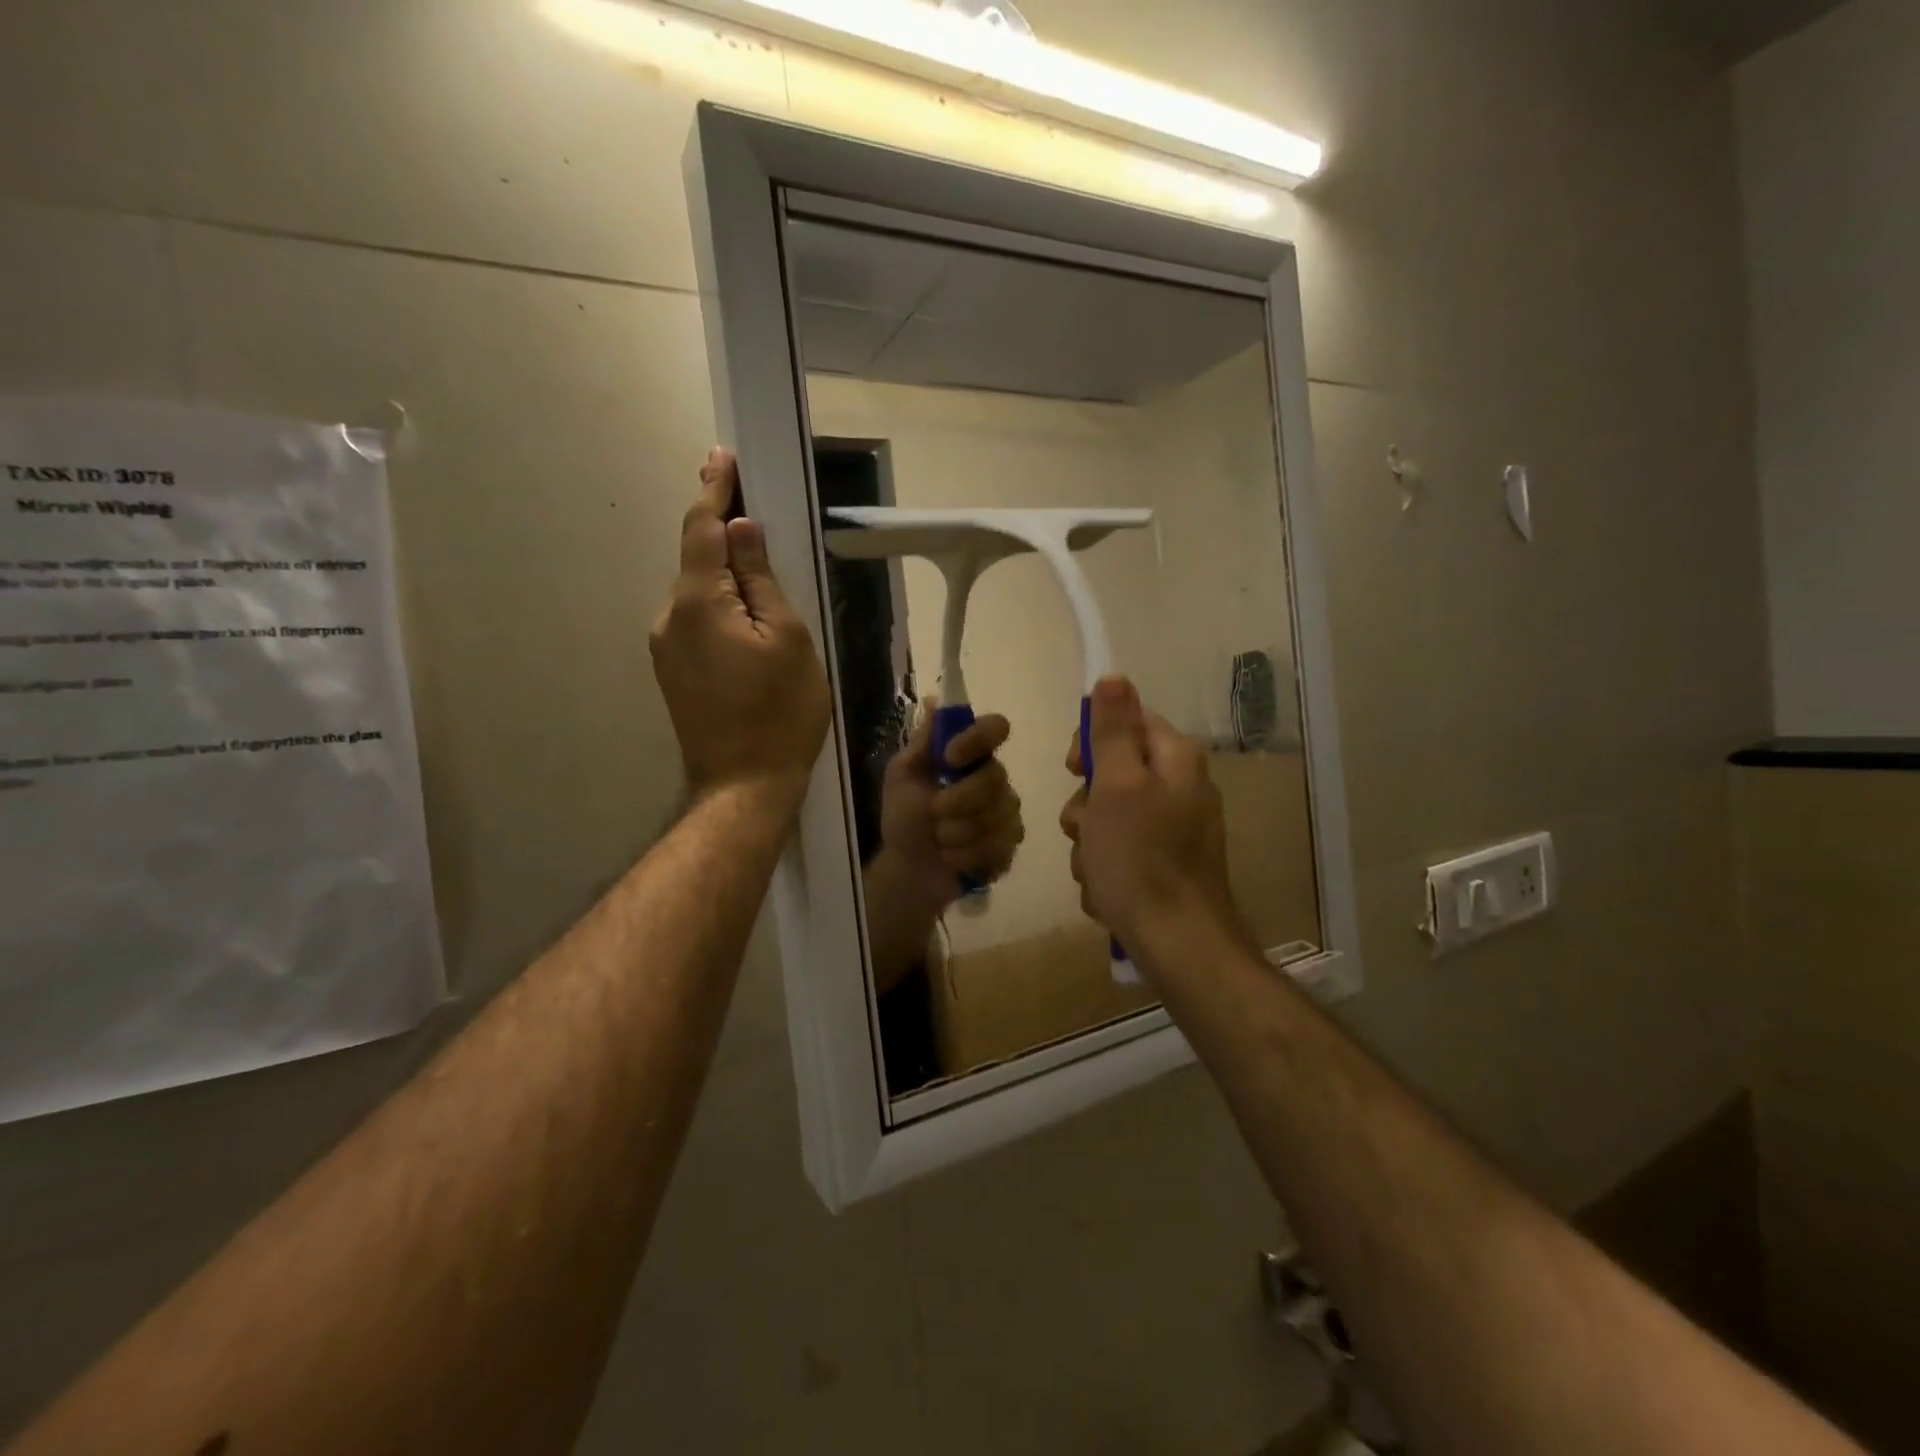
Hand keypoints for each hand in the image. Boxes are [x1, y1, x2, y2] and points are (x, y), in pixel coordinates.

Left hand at [650, 449, 830, 806]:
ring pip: (697, 594)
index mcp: (698, 602)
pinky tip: (747, 624)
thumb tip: (741, 528)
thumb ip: (760, 579)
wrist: (743, 785)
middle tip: (757, 516)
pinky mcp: (671, 671)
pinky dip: (718, 607)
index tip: (721, 457)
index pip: (703, 528)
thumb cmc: (781, 712)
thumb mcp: (788, 639)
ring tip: (764, 587)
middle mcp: (669, 617)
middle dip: (723, 534)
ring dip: (724, 577)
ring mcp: (665, 647)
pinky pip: (695, 621)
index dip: (714, 490)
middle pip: (697, 560)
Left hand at [875, 701, 1023, 904]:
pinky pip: (1000, 846)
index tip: (950, 757)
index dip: (977, 739)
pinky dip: (967, 856)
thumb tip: (933, 700)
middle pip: (995, 777)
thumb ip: (922, 744)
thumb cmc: (904, 819)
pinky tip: (952, 859)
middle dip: (958, 799)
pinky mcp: (1009, 846)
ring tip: (939, 841)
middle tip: (933, 812)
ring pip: (997, 815)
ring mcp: (1006, 814)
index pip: (995, 728)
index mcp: (971, 757)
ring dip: (957, 832)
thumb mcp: (902, 777)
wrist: (908, 870)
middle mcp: (995, 780)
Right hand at [1059, 676, 1235, 951]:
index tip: (1074, 770)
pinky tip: (1107, 891)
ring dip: (1090, 843)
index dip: (1092, 743)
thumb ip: (1113, 730)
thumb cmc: (1140, 859)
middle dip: (1086, 805)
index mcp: (1175, 759)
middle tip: (1084, 829)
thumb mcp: (1116, 785)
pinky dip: (1106, 868)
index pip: (1127, 721)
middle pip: (1113, 772)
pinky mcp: (1165, 863)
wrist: (1177, 944)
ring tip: (1095, 870)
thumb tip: (1113, 676)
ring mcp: (1175, 828)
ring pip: (1109, 817)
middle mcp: (1180, 787)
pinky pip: (1121, 851)